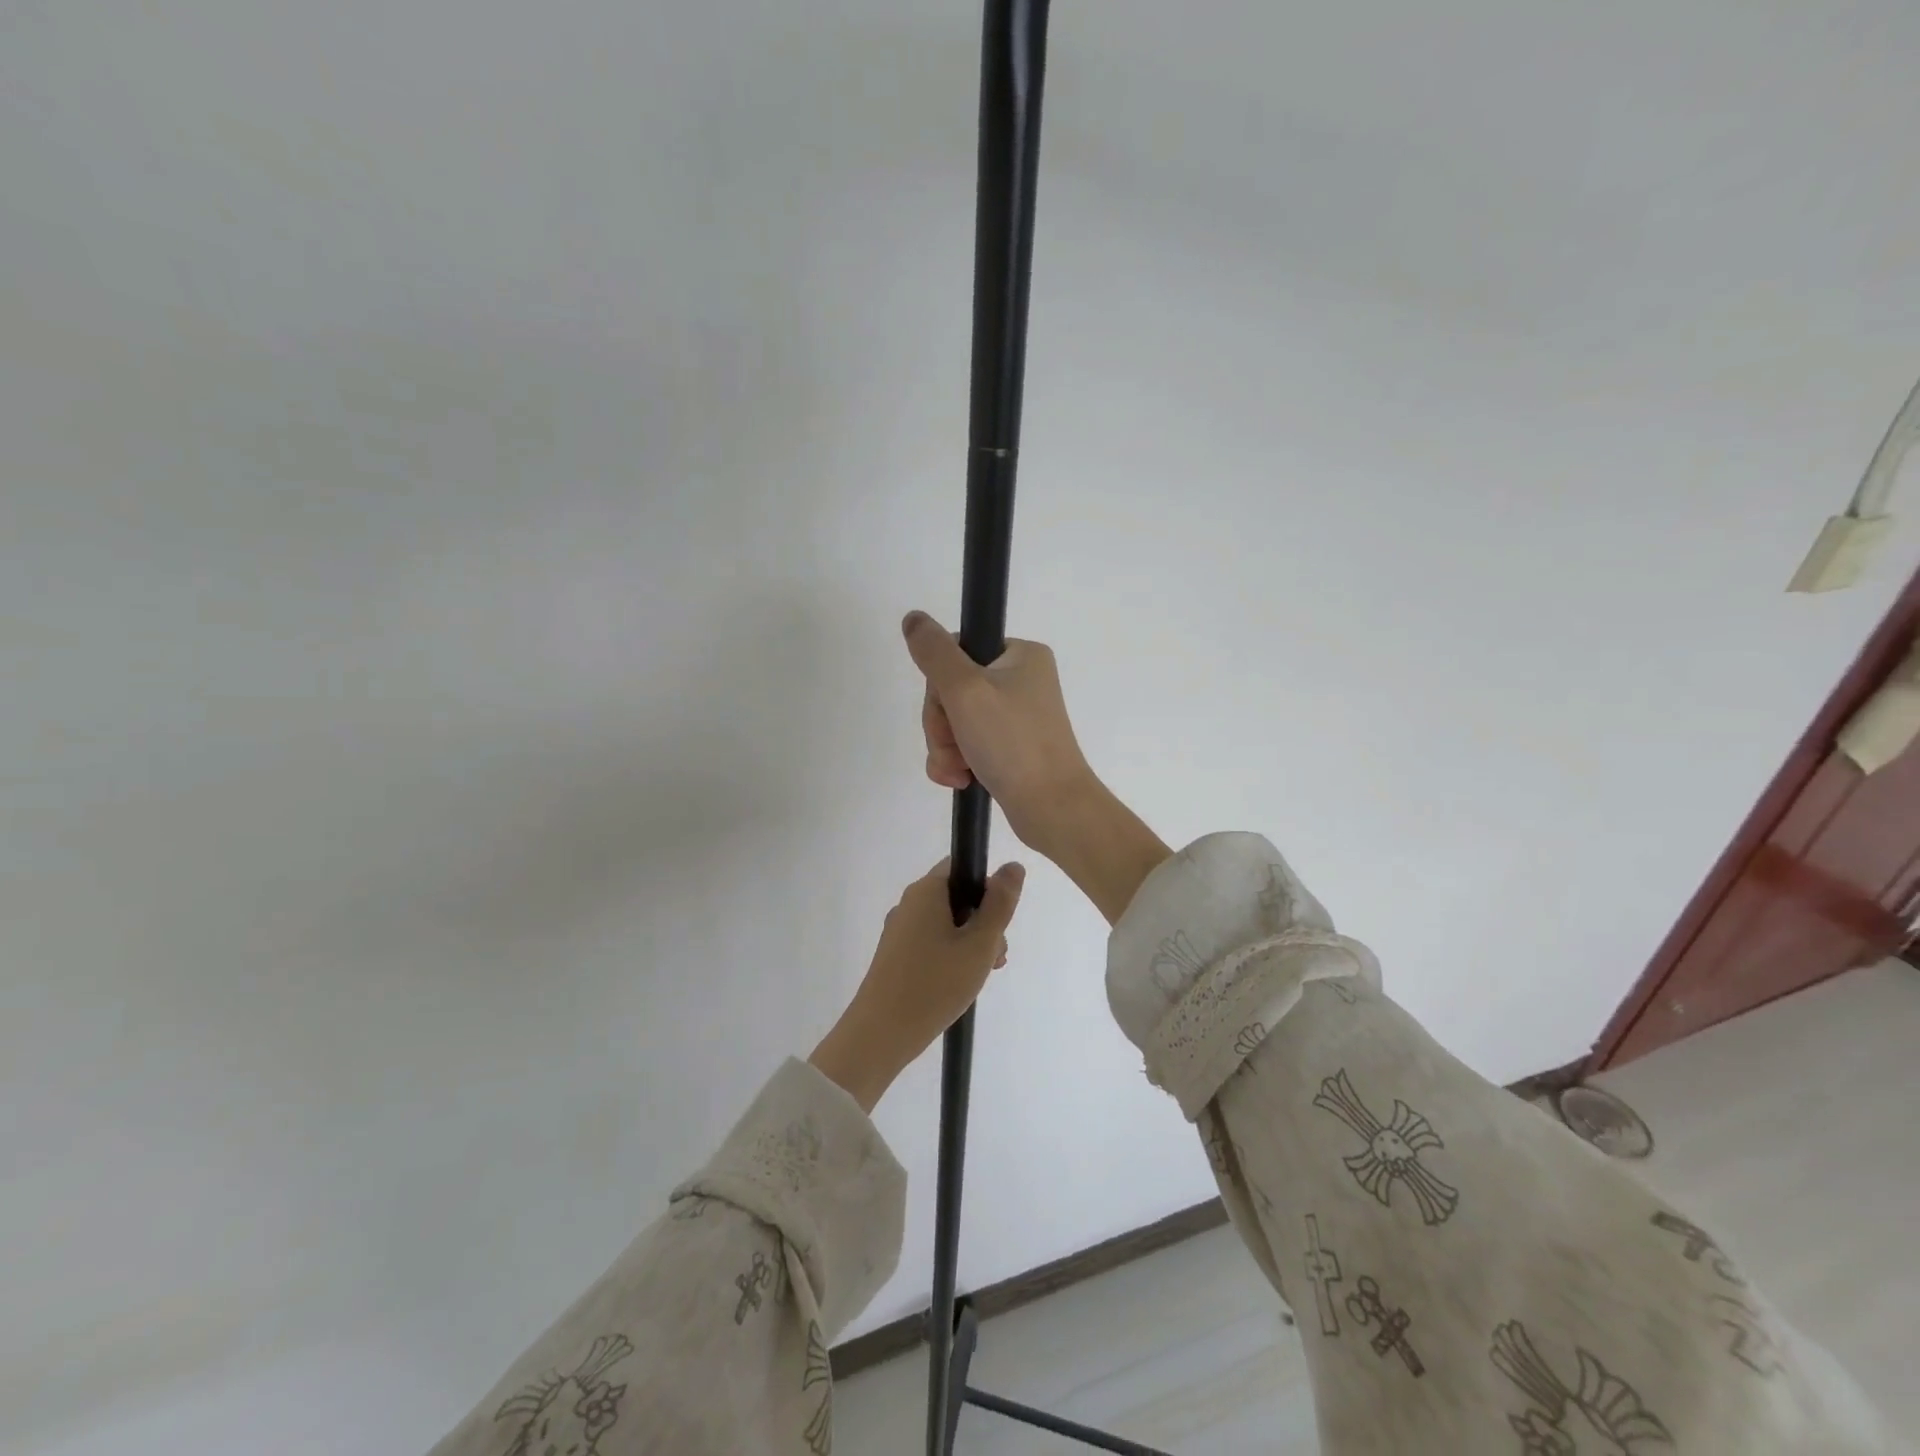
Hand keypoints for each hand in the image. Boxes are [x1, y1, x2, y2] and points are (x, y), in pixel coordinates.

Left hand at [808, 859, 1025, 1112]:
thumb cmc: (935, 984)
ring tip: (983, 974)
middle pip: (956, 896)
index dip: (987, 886)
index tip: (1000, 918)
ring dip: (970, 942)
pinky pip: (931, 942)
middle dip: (983, 920)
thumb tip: (1013, 866)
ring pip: (946, 923)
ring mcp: (899, 930)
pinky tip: (961, 983)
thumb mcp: (979, 944)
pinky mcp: (895, 956)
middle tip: (995, 955)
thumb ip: (1000, 904)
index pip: (962, 866)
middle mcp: (909, 904)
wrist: (881, 1034)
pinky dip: (951, 955)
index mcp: (926, 891)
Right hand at [901, 610, 1171, 923]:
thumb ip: (934, 652)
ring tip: (958, 771)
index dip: (940, 684)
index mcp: (1020, 655)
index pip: (955, 652)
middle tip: (954, 747)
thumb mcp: (966, 690)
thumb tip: (914, 618)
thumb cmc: (1012, 743)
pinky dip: (957, 761)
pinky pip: (968, 744)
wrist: (1053, 808)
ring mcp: (1017, 716)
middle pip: (952, 690)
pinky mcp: (1012, 747)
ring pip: (955, 721)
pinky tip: (960, 779)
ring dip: (946, 747)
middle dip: (942, 724)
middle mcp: (1022, 680)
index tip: (949, 709)